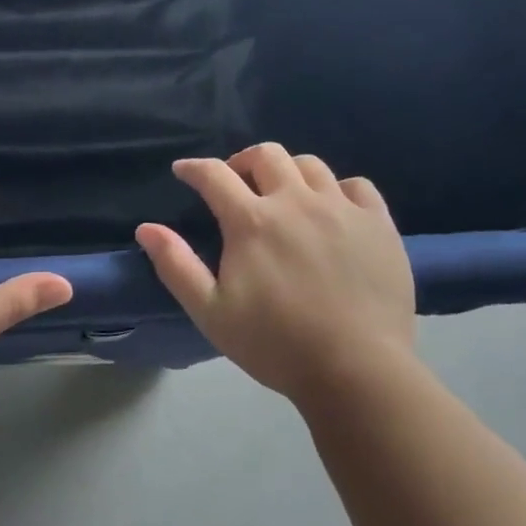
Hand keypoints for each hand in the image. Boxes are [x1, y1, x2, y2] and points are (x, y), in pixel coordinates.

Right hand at [135, 144, 416, 402]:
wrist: (356, 371)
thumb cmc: (275, 345)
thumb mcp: (211, 312)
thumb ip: (176, 266)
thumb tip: (146, 228)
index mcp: (252, 221)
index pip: (214, 175)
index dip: (194, 168)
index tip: (184, 172)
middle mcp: (296, 201)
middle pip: (266, 155)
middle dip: (242, 162)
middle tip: (236, 184)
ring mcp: (342, 209)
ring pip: (310, 165)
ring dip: (288, 172)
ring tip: (284, 195)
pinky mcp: (378, 223)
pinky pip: (357, 186)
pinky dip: (337, 189)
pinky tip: (333, 210)